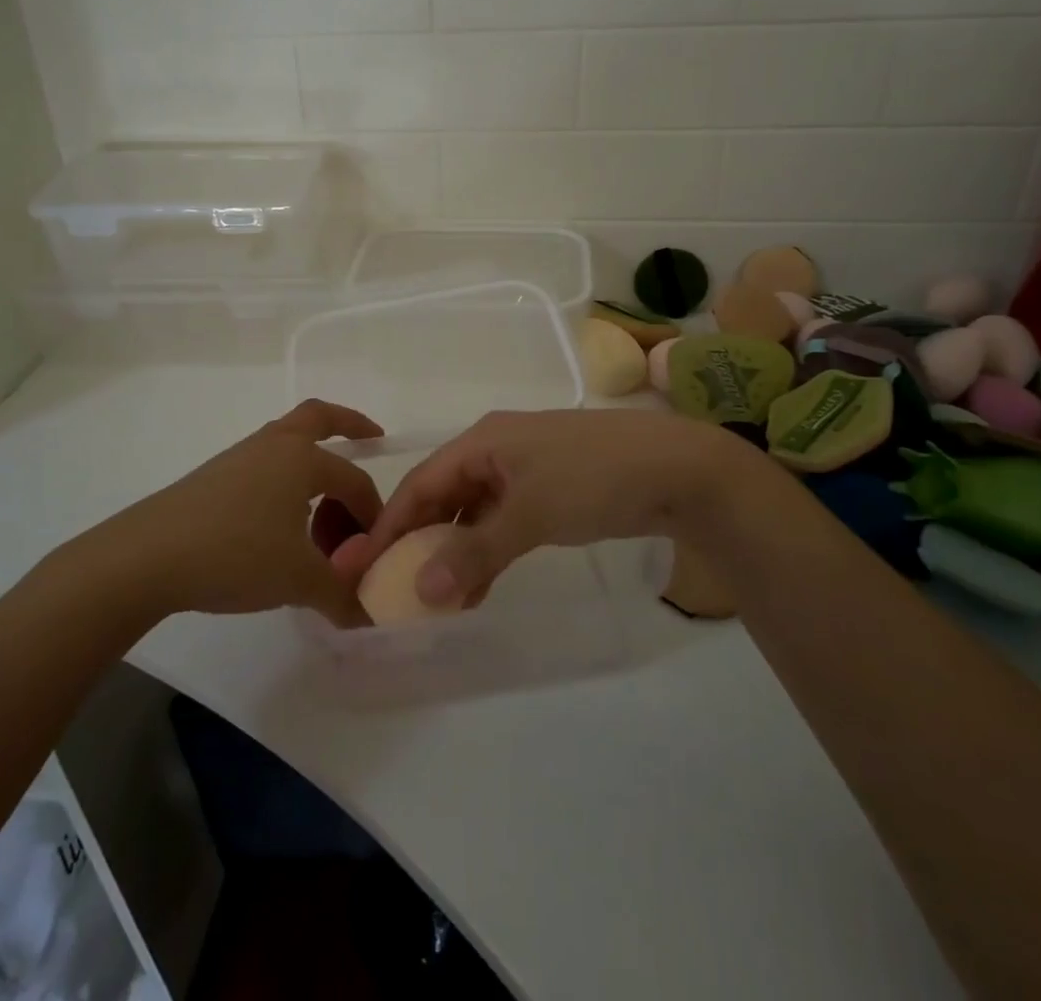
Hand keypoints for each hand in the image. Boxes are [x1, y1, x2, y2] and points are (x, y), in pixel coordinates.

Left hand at [100, 400, 383, 625]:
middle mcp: (273, 446)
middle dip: (350, 423)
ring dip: (312, 461)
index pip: (353, 480)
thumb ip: (340, 595)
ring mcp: (239, 458)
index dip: (371, 513)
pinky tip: (280, 520)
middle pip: (318, 417)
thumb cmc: (236, 554)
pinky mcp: (213, 478)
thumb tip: (367, 617)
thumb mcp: (299, 580)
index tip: (375, 548)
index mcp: (302, 459)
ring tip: (322, 505)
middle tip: (372, 437)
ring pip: (287, 444)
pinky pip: (264, 466)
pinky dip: (284, 481)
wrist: (147, 557)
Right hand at [357, 409, 765, 605]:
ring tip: (435, 600)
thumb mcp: (530, 514)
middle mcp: (496, 449)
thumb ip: (474, 552)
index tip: (363, 568)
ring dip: (454, 551)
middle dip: (419, 541)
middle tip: (395, 589)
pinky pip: (502, 519)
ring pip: (472, 511)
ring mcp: (525, 468)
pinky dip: (487, 549)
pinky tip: (478, 585)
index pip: (421, 483)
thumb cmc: (594, 478)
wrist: (677, 468)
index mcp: (483, 441)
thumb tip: (421, 592)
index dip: (390, 525)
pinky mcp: (550, 488)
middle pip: (443, 496)